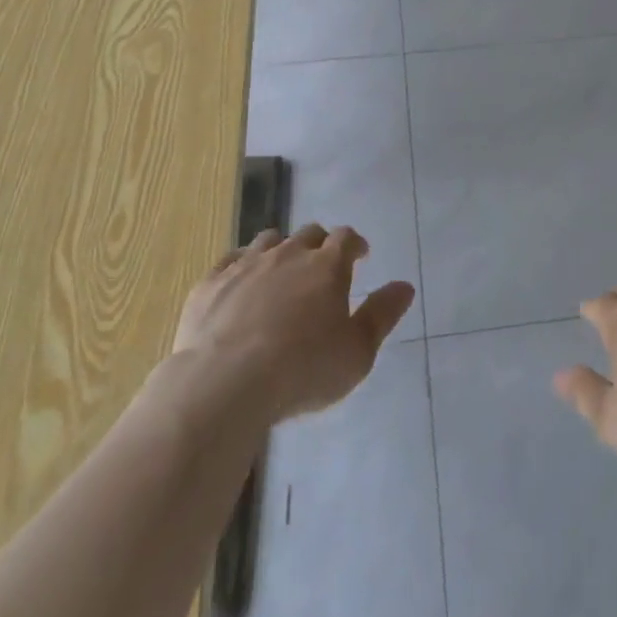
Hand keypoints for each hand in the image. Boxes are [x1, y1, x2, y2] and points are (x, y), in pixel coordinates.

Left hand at [171, 224, 413, 423]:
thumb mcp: (357, 352)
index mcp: (327, 266)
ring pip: (269, 240)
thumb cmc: (303, 369)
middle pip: (308, 234)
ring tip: (281, 270)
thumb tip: (405, 286)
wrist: (225, 383)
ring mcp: (247, 264)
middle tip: (322, 265)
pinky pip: (230, 260)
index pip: (346, 238)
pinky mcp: (211, 282)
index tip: (360, 255)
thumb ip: (382, 315)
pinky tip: (240, 283)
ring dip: (280, 249)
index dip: (355, 243)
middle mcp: (289, 253)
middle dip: (319, 244)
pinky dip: (241, 266)